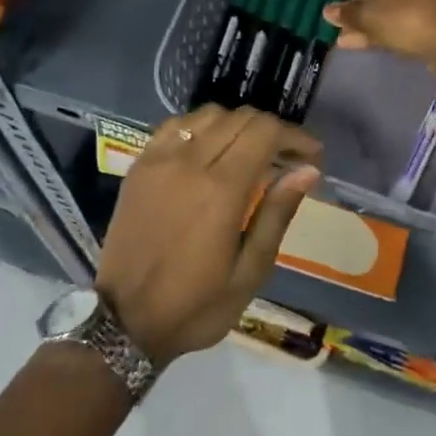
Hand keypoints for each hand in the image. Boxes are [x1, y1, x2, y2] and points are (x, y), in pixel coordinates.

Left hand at [96, 105, 321, 367]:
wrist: (123, 322)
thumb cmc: (195, 306)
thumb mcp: (249, 273)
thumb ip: (277, 214)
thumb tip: (307, 170)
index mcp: (221, 190)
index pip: (265, 132)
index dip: (295, 136)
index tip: (312, 155)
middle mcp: (190, 162)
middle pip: (241, 117)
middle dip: (272, 130)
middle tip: (287, 158)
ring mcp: (160, 159)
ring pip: (209, 114)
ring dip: (238, 125)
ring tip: (251, 152)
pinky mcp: (140, 165)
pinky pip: (176, 125)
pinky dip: (201, 126)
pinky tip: (210, 149)